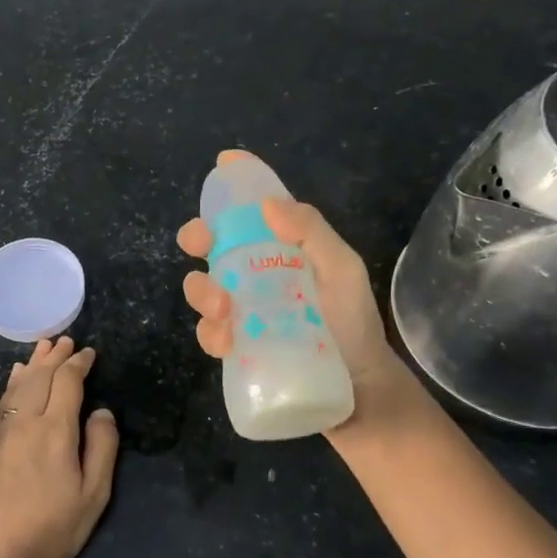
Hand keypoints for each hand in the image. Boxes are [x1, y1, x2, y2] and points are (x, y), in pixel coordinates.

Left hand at [0, 337, 118, 557]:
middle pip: (41, 377)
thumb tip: (102, 411)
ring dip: (34, 364)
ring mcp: (5, 433)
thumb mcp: (94, 493)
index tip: (89, 353)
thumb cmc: (56, 528)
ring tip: (43, 348)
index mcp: (56, 430)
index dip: (79, 364)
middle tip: (66, 341)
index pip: (67, 383)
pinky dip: (13, 383)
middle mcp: (27, 422)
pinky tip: (16, 377)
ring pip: (19, 386)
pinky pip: (4, 402)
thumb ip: (102, 447)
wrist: (2, 557)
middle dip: (55, 356)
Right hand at [178, 150, 419, 435]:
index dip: (236, 186)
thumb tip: (268, 203)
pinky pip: (209, 333)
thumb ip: (314, 234)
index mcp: (283, 251)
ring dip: (202, 291)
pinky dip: (210, 333)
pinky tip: (226, 342)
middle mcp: (257, 275)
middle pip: (213, 246)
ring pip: (202, 289)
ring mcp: (243, 312)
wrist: (359, 393)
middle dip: (197, 237)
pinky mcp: (237, 348)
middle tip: (199, 243)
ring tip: (224, 307)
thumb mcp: (344, 273)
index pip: (254, 211)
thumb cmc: (355, 326)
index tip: (223, 164)